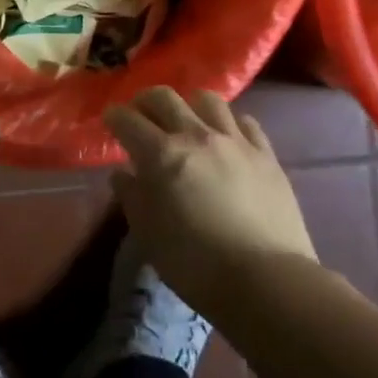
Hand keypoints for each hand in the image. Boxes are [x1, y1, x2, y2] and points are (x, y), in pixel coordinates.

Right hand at [106, 88, 315, 316]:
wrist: (266, 280)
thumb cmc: (195, 263)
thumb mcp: (148, 234)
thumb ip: (132, 197)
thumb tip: (123, 174)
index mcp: (161, 154)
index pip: (128, 120)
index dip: (114, 116)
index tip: (110, 121)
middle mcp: (196, 135)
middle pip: (164, 97)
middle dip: (145, 101)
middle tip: (142, 117)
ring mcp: (235, 141)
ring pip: (208, 100)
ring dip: (189, 106)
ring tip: (187, 123)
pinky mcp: (267, 155)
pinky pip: (245, 121)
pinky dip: (229, 123)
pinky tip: (226, 138)